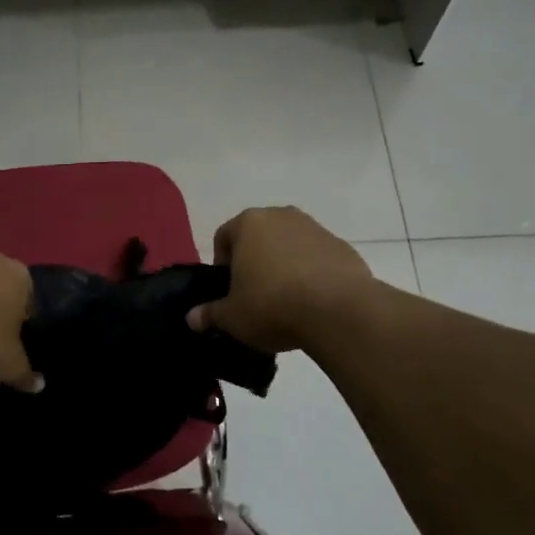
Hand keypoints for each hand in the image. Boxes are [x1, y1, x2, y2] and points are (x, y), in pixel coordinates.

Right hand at [187, 207, 374, 352]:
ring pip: (289, 245)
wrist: (338, 310)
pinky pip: (317, 258)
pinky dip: (312, 273)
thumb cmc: (272, 305)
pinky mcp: (342, 246)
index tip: (229, 291)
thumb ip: (210, 314)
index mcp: (249, 223)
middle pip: (259, 237)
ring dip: (284, 265)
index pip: (224, 236)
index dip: (222, 264)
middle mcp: (281, 216)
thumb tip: (192, 319)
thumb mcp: (233, 317)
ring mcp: (315, 228)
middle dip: (254, 261)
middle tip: (255, 295)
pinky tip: (313, 302)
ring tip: (286, 301)